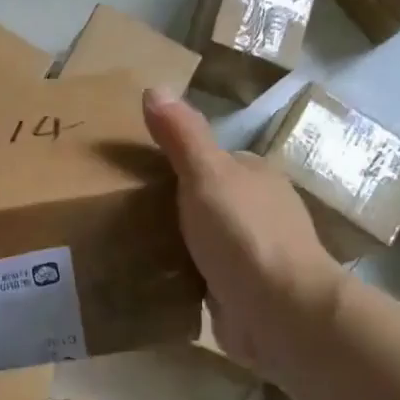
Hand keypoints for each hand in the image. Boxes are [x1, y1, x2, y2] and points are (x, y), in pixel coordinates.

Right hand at [143, 88, 344, 381]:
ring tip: (123, 242)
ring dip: (173, 240)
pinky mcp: (240, 291)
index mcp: (254, 176)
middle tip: (118, 209)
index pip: (209, 159)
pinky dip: (179, 273)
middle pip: (204, 198)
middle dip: (169, 203)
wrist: (280, 312)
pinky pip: (201, 274)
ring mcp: (251, 254)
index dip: (173, 161)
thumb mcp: (207, 175)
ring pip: (202, 237)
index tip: (130, 172)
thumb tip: (154, 87)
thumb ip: (182, 135)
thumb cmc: (244, 234)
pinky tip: (148, 277)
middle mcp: (257, 211)